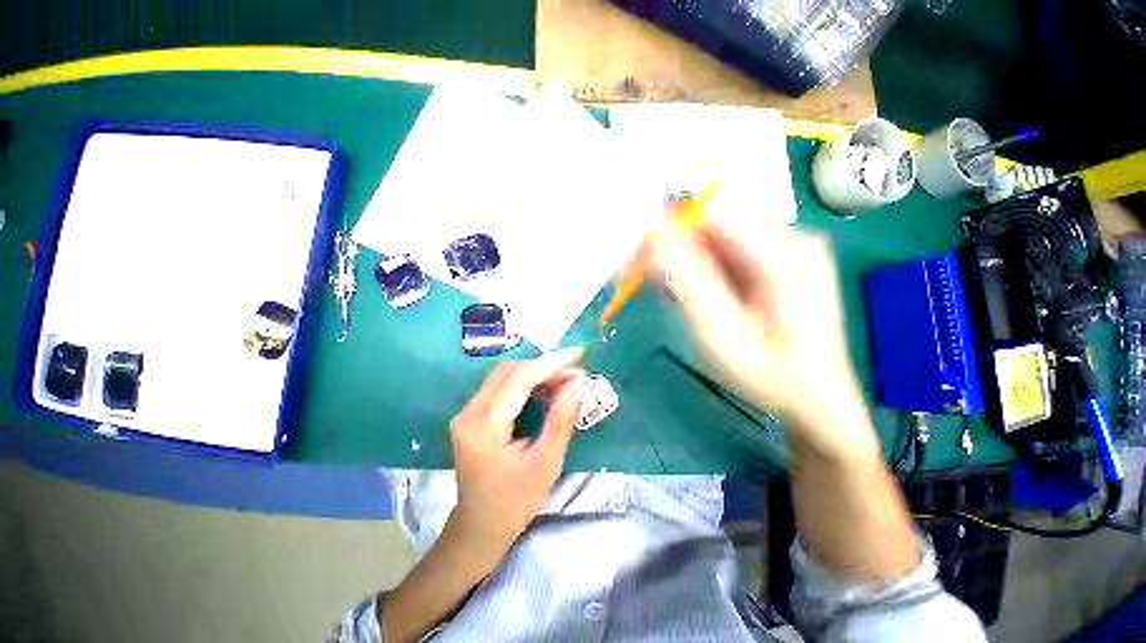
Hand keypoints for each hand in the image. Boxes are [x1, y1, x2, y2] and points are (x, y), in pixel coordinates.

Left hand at [447, 347, 587, 569]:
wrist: (478, 527)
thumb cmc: (514, 503)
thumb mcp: (545, 465)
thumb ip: (561, 420)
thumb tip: (579, 382)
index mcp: (484, 426)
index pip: (520, 378)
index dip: (551, 362)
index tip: (579, 353)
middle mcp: (469, 411)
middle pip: (510, 371)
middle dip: (546, 365)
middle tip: (576, 370)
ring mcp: (467, 411)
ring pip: (505, 374)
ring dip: (536, 371)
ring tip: (565, 377)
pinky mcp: (472, 414)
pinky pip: (501, 385)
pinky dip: (526, 380)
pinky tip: (545, 387)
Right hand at [648, 221, 876, 456]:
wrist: (816, 400)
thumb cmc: (768, 374)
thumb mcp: (720, 331)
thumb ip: (687, 281)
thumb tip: (653, 238)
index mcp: (785, 254)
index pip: (713, 215)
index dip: (670, 228)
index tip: (639, 254)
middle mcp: (793, 240)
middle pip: (716, 227)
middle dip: (676, 250)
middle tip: (650, 281)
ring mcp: (790, 251)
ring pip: (719, 242)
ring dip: (688, 263)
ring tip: (673, 295)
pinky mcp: (782, 264)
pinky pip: (731, 256)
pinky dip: (705, 271)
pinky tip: (696, 295)